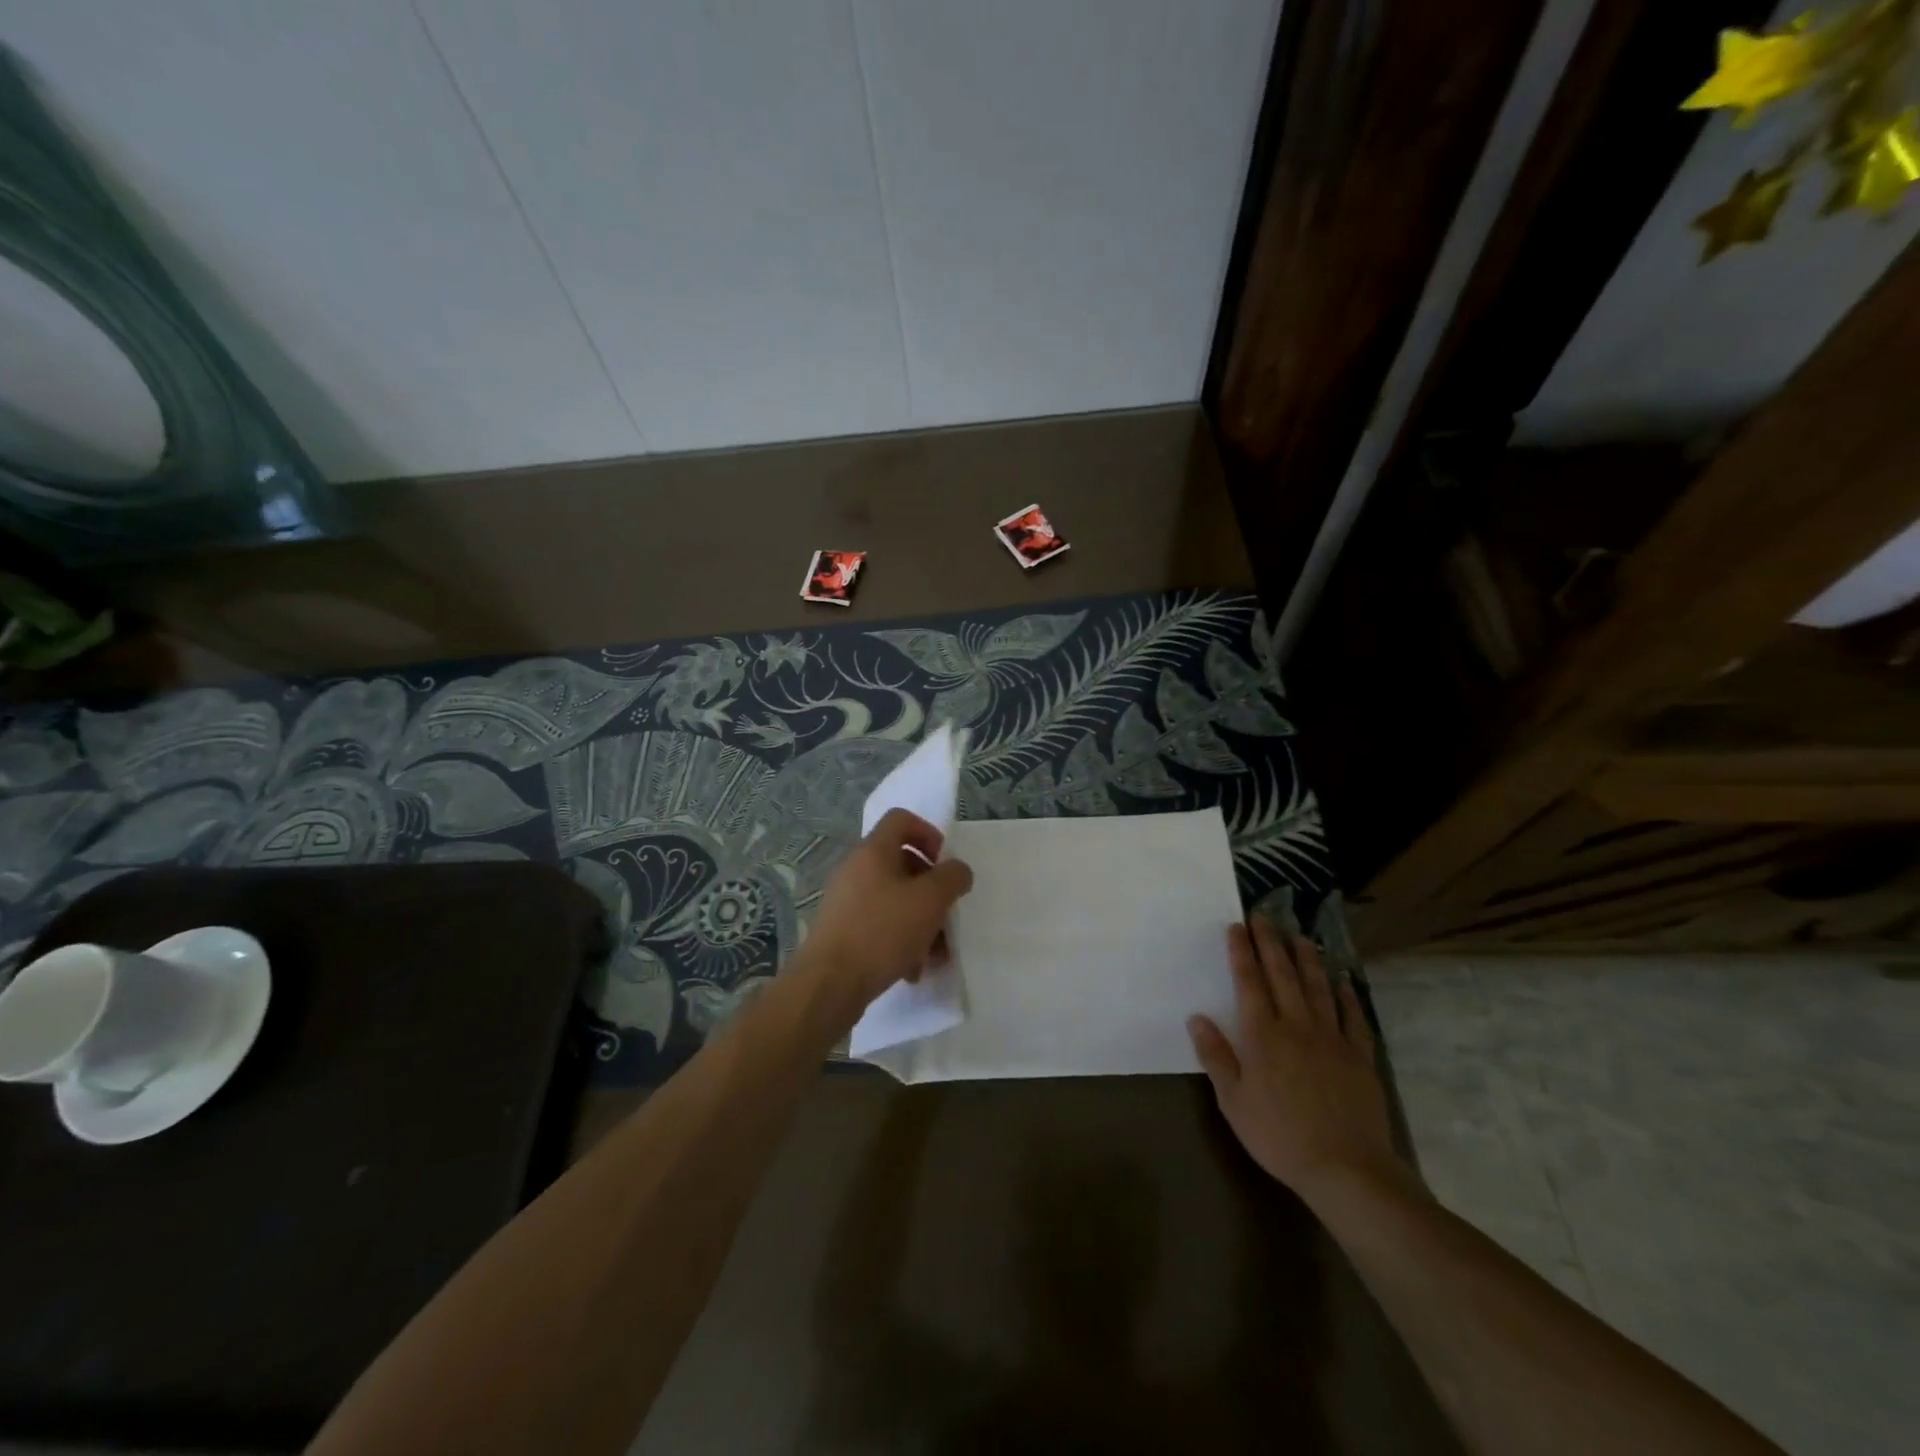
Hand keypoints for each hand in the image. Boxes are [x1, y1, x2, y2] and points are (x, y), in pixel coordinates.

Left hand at [800, 809, 973, 1008]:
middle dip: (931, 889)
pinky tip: (913, 969)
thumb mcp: (930, 900)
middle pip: (901, 863)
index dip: (929, 833)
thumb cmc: (883, 931)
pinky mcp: (842, 930)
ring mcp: (846, 901)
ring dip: (920, 921)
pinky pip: (879, 925)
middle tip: (947, 913)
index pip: (901, 819)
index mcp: (873, 851)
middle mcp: (855, 869)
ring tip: (936, 953)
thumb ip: (952, 877)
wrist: (829, 983)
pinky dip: (900, 940)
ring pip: (894, 899)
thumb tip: (957, 870)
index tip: (945, 864)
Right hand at [1187, 917, 1412, 1206]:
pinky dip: (1347, 996)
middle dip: (1271, 943)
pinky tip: (1343, 981)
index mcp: (1263, 1035)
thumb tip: (1197, 1018)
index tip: (1236, 926)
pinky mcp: (1360, 1057)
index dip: (1242, 952)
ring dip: (1307, 959)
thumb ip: (1216, 1056)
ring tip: (1300, 936)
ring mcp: (1332, 1039)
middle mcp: (1297, 1026)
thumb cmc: (1279, 1136)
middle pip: (1283, 975)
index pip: (1249, 982)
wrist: (1346, 1168)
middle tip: (1264, 916)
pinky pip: (1353, 1018)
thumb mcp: (1233, 1101)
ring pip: (1318, 988)